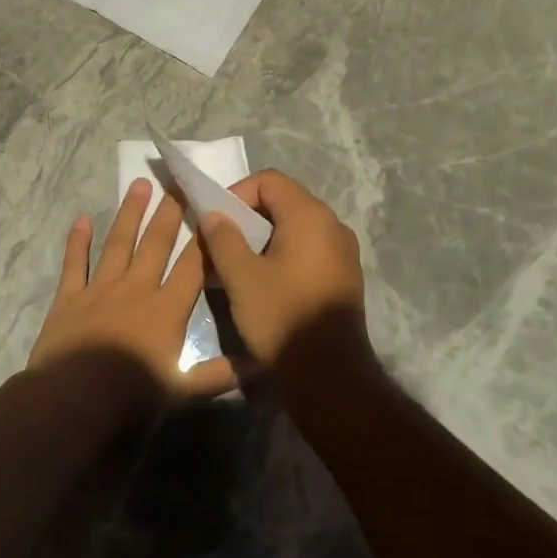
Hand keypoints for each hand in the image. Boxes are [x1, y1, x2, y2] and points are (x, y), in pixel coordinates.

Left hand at [27, 180, 236, 408]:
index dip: (204, 239)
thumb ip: (219, 375)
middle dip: (169, 213)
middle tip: (177, 183)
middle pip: (156, 243)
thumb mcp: (183, 392)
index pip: (191, 266)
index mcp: (166, 309)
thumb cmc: (131, 398)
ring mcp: (100, 289)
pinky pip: (75, 262)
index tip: (212, 211)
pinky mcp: (69, 297)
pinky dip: (78, 240)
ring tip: (139, 184)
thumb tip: (260, 365)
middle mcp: (136, 289)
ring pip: (118, 243)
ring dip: (130, 213)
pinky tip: (82, 219)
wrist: (73, 402)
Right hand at [199, 169, 369, 364]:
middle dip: (246, 218)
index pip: (269, 181)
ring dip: (261, 239)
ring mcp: (342, 252)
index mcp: (310, 217)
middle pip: (282, 202)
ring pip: (293, 229)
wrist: (329, 376)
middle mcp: (332, 226)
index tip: (215, 222)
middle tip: (220, 244)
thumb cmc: (282, 318)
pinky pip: (307, 251)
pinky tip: (261, 283)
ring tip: (235, 266)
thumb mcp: (241, 277)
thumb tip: (214, 214)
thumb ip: (223, 238)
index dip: (237, 193)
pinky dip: (281, 256)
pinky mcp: (343, 276)